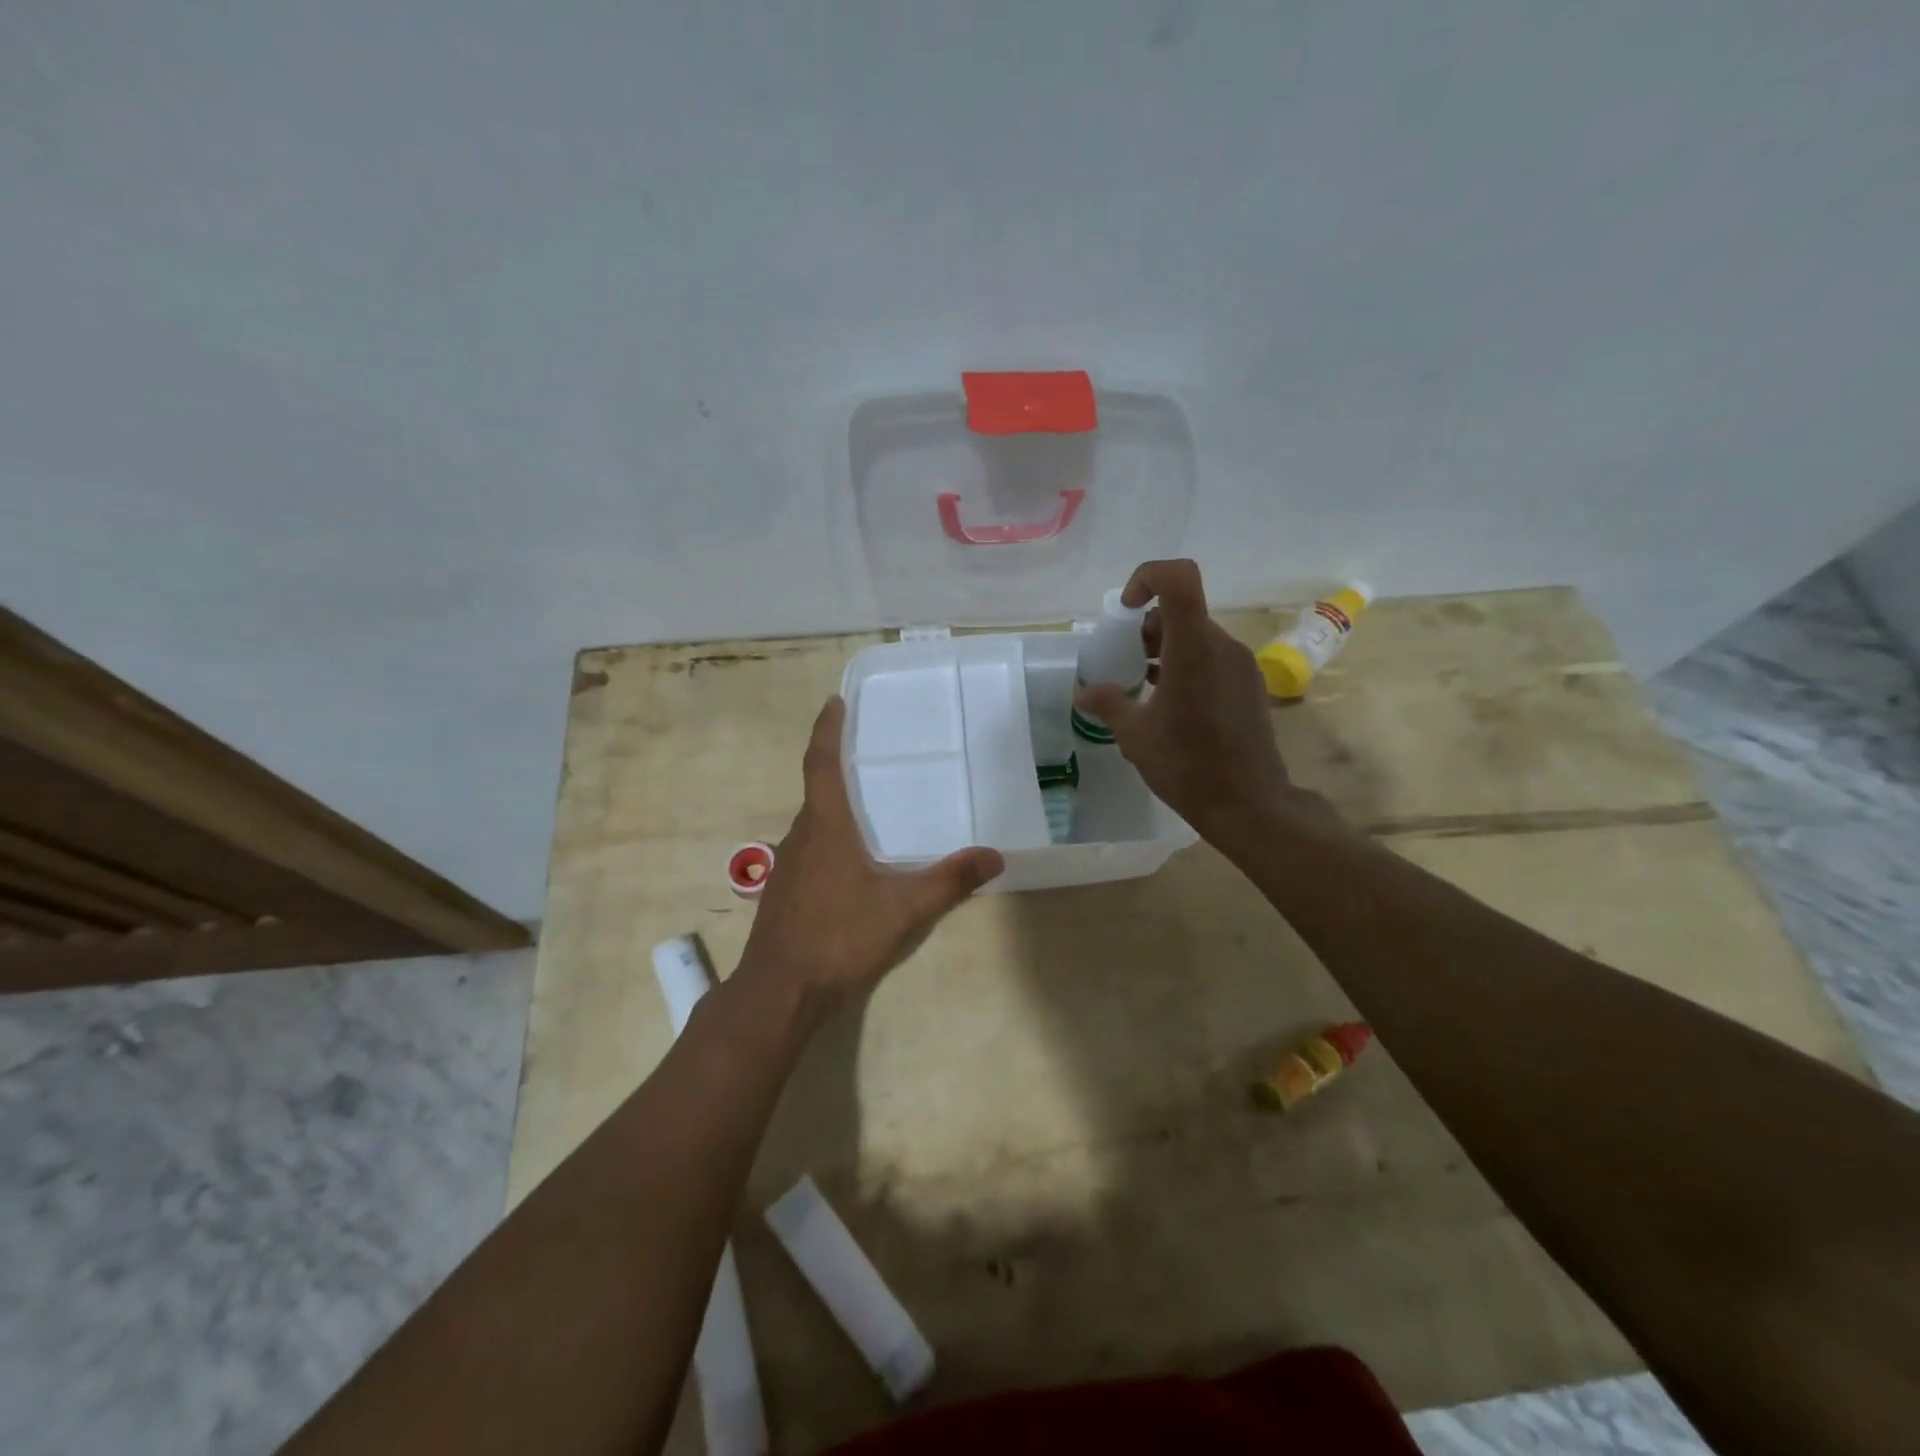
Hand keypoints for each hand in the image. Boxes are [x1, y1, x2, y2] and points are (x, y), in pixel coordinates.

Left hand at [735, 696, 1003, 1028]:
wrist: (779, 993)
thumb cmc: (838, 938)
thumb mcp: (904, 909)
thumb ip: (950, 881)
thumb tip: (995, 856)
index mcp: (825, 827)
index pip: (821, 764)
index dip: (826, 730)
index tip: (833, 702)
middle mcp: (800, 837)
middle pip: (817, 791)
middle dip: (837, 768)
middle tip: (868, 755)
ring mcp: (787, 867)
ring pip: (813, 824)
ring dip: (834, 808)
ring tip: (867, 809)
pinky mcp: (783, 893)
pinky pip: (809, 850)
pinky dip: (829, 839)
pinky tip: (851, 865)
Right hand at [1074, 559, 1329, 848]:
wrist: (1249, 804)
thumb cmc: (1186, 765)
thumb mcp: (1135, 735)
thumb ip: (1108, 703)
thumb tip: (1083, 692)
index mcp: (1193, 649)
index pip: (1179, 579)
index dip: (1148, 577)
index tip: (1126, 610)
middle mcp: (1222, 646)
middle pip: (1183, 610)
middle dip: (1148, 627)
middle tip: (1126, 661)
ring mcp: (1241, 665)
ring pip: (1197, 635)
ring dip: (1166, 648)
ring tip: (1144, 685)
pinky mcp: (1249, 685)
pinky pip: (1212, 658)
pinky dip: (1186, 665)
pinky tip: (1170, 703)